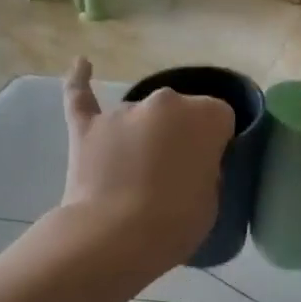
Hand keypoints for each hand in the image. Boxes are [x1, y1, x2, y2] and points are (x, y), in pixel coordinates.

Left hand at [60, 58, 234, 273]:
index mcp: (205, 116)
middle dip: (178, 136)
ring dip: (141, 135)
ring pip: (140, 116)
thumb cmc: (176, 223)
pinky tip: (82, 64)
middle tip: (172, 175)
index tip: (207, 167)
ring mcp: (123, 111)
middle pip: (179, 113)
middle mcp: (165, 102)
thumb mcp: (211, 199)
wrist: (115, 237)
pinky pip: (80, 95)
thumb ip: (204, 170)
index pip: (220, 118)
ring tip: (133, 175)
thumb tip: (189, 163)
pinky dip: (80, 80)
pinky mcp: (87, 126)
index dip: (215, 143)